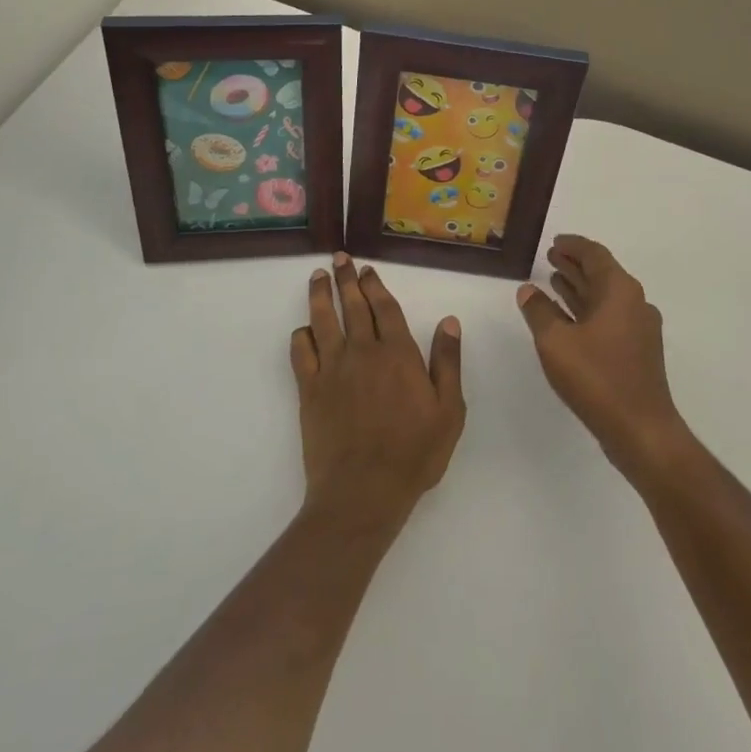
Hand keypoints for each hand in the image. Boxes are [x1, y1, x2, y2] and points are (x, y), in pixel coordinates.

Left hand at [292, 254, 465, 531]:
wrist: (363, 492)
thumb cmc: (414, 454)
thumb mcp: (449, 412)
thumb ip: (448, 363)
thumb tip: (449, 321)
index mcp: (398, 354)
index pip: (384, 308)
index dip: (376, 286)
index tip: (368, 270)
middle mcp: (363, 352)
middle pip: (353, 306)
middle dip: (346, 279)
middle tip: (340, 258)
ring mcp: (333, 368)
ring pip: (324, 320)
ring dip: (321, 295)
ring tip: (317, 276)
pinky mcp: (310, 389)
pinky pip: (301, 352)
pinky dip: (301, 335)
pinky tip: (305, 329)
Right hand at [516, 235, 689, 480]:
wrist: (641, 430)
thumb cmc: (597, 378)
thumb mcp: (556, 342)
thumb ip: (538, 311)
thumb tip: (528, 290)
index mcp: (620, 291)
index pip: (595, 254)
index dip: (573, 245)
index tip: (554, 241)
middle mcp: (634, 303)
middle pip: (602, 273)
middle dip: (575, 264)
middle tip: (549, 257)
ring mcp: (639, 328)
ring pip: (605, 297)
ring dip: (579, 287)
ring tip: (553, 281)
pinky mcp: (637, 351)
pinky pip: (608, 317)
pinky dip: (586, 310)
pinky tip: (566, 317)